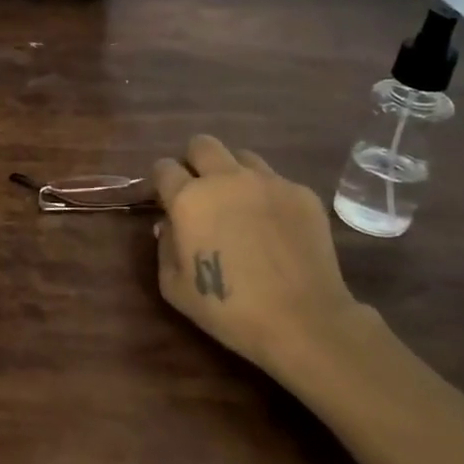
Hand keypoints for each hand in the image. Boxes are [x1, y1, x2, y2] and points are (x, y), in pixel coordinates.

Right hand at [151, 136, 384, 386]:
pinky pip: (276, 181)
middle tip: (201, 191)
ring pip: (242, 157)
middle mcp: (226, 179)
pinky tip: (274, 226)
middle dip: (195, 162)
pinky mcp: (301, 193)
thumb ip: (164, 247)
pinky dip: (268, 196)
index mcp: (188, 199)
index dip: (162, 181)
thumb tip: (170, 224)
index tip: (166, 198)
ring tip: (240, 204)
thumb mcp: (174, 287)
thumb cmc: (228, 309)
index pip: (164, 167)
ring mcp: (268, 182)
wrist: (302, 320)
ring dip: (233, 174)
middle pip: (202, 144)